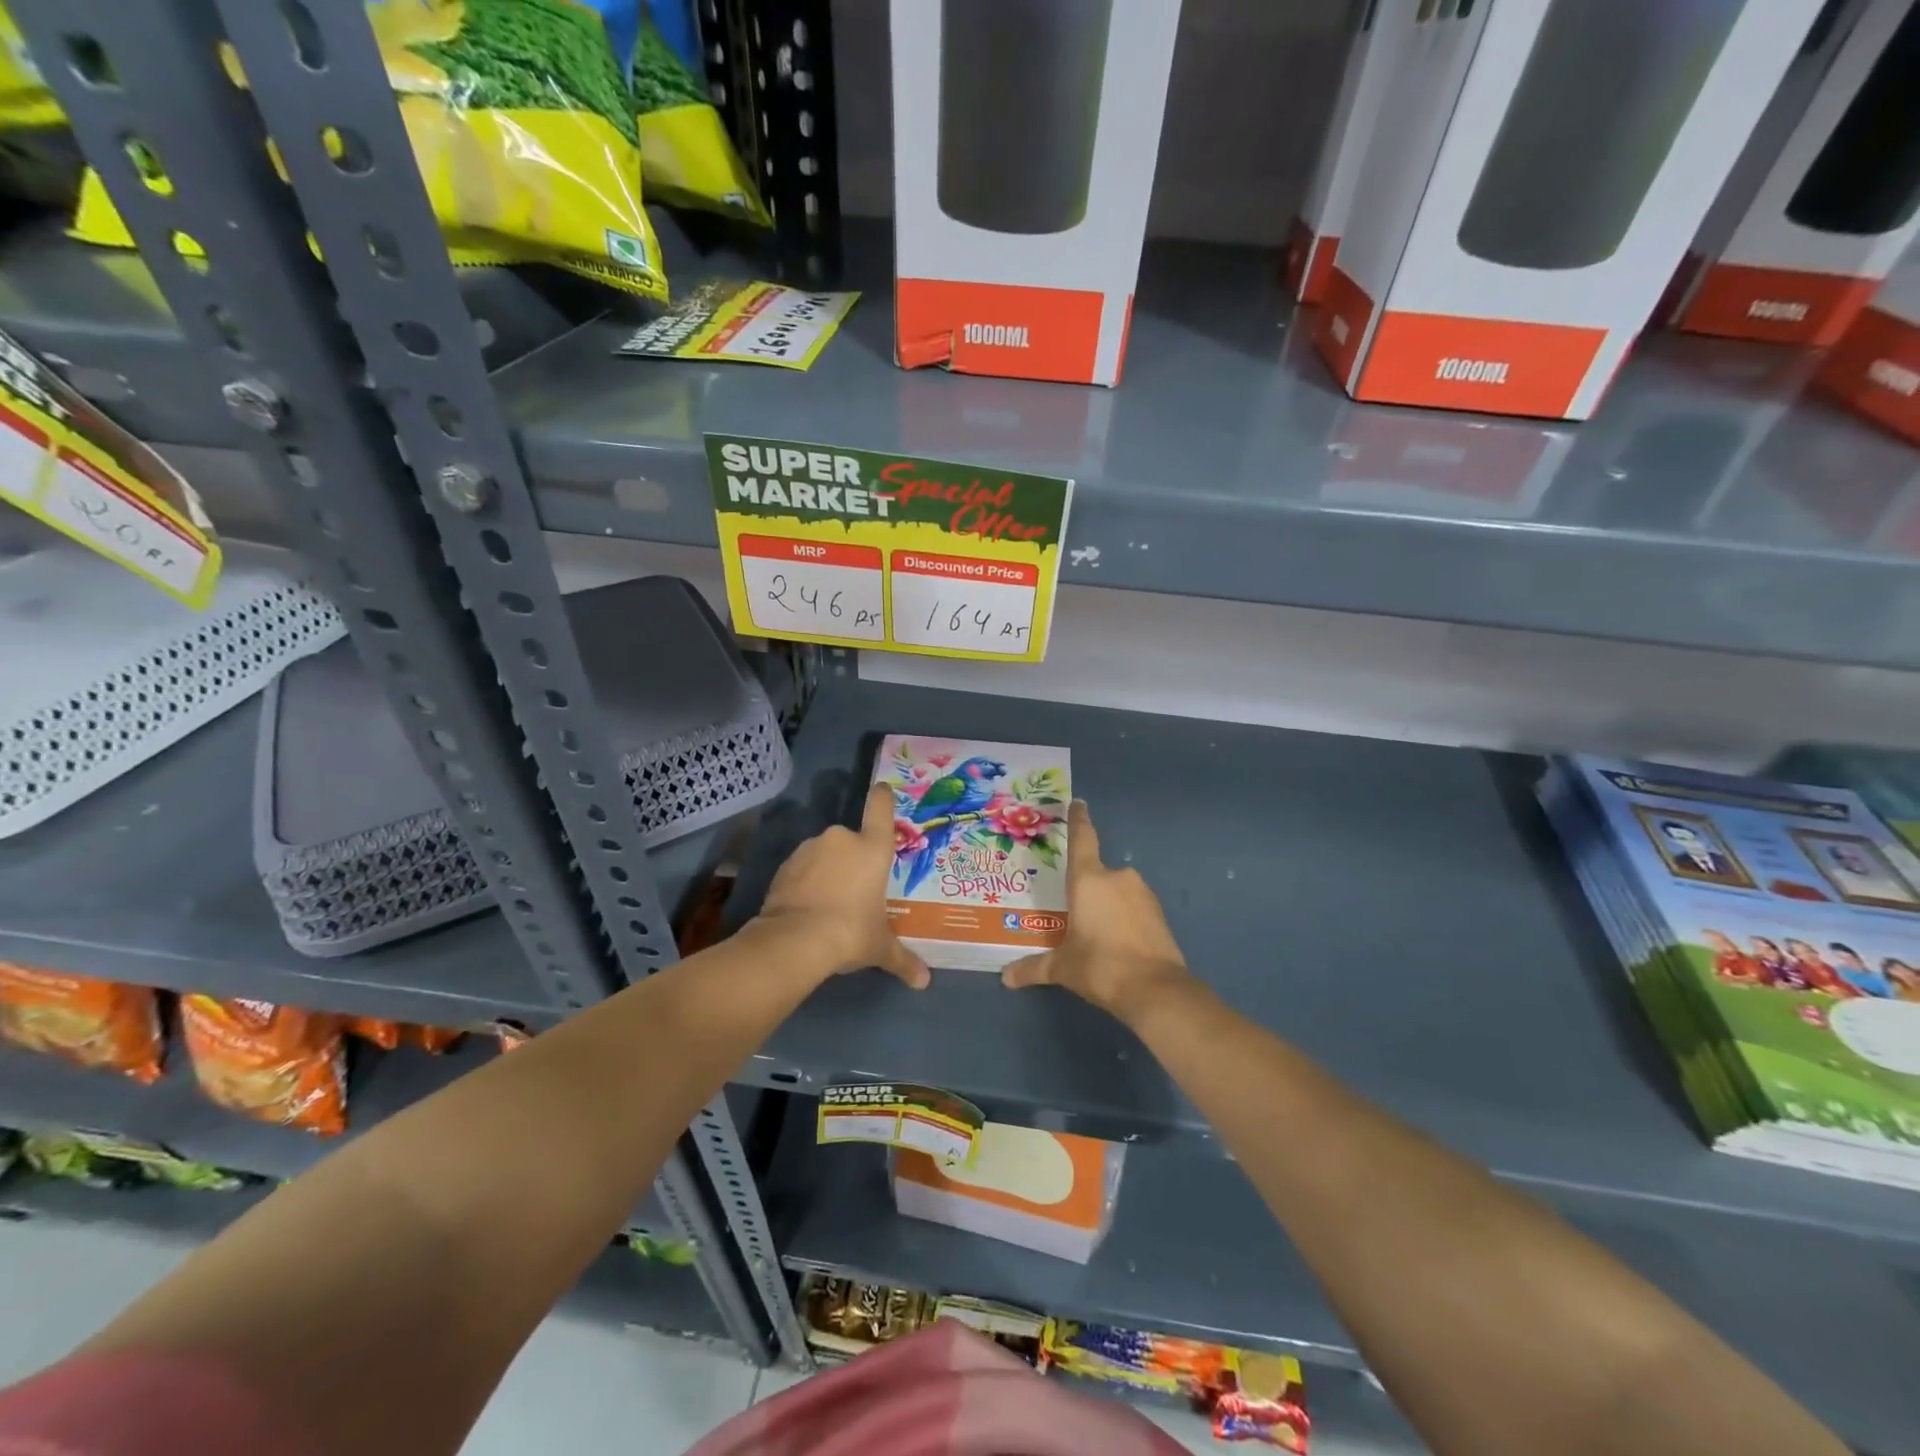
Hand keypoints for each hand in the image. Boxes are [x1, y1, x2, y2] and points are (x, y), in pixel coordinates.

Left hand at [750, 783, 930, 987]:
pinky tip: (807, 907)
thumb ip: (903, 959)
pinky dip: (806, 881)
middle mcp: (842, 839)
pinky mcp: (785, 865)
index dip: (882, 797)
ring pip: (825, 853)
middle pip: (852, 840)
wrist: (795, 940)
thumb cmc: (851, 932)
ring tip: (829, 904)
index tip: (882, 789)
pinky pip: (802, 867)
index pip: (880, 808)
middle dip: (853, 860)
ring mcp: (810, 849)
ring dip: (828, 870)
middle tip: (856, 890)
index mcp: (873, 848)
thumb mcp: (880, 948)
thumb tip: (924, 982)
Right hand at [1002, 800, 1193, 1022]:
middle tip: (1073, 910)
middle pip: (1096, 873)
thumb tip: (1006, 977)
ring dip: (1106, 905)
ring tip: (1095, 933)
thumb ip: (1033, 967)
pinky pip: (1133, 907)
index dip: (1078, 820)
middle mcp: (1116, 877)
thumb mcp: (1062, 968)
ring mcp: (1142, 893)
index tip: (1078, 803)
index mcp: (1088, 880)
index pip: (1082, 839)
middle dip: (1086, 889)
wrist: (1156, 990)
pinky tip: (1117, 942)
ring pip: (1116, 891)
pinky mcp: (1159, 913)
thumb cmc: (1100, 966)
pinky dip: (1124, 918)